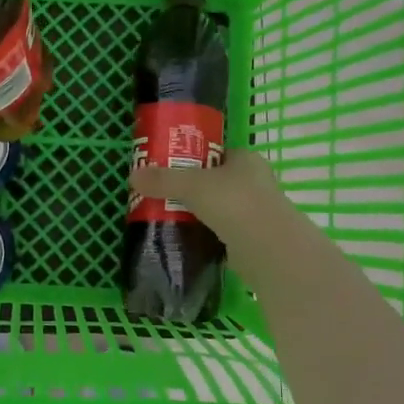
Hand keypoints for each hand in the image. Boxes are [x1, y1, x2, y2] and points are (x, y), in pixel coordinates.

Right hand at [127, 149, 293, 239]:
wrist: (269, 250)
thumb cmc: (235, 203)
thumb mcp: (192, 185)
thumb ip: (163, 179)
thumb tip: (133, 176)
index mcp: (246, 160)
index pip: (215, 153)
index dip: (191, 158)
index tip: (166, 168)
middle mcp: (254, 182)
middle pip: (214, 181)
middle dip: (190, 188)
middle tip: (160, 194)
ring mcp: (255, 212)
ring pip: (217, 208)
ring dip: (197, 213)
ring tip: (166, 216)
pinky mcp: (251, 239)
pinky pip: (221, 232)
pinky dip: (205, 235)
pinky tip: (184, 239)